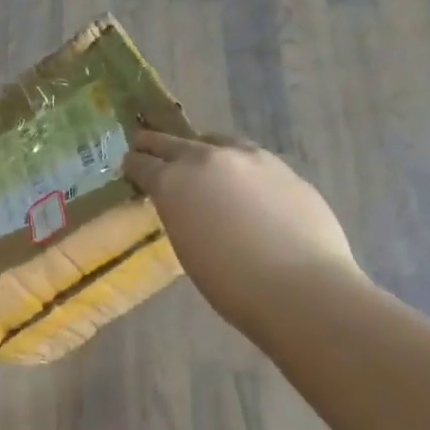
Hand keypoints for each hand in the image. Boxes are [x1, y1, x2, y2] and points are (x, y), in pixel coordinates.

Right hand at [125, 132, 361, 321]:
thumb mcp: (186, 246)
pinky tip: (243, 181)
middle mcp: (206, 159)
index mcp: (172, 182)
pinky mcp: (282, 167)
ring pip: (214, 141)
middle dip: (156, 145)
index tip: (129, 167)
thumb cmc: (231, 284)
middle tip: (146, 146)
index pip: (141, 163)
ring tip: (200, 160)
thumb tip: (186, 203)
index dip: (133, 165)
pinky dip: (237, 164)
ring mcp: (248, 158)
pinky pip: (249, 156)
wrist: (300, 288)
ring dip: (200, 148)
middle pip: (172, 141)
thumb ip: (180, 213)